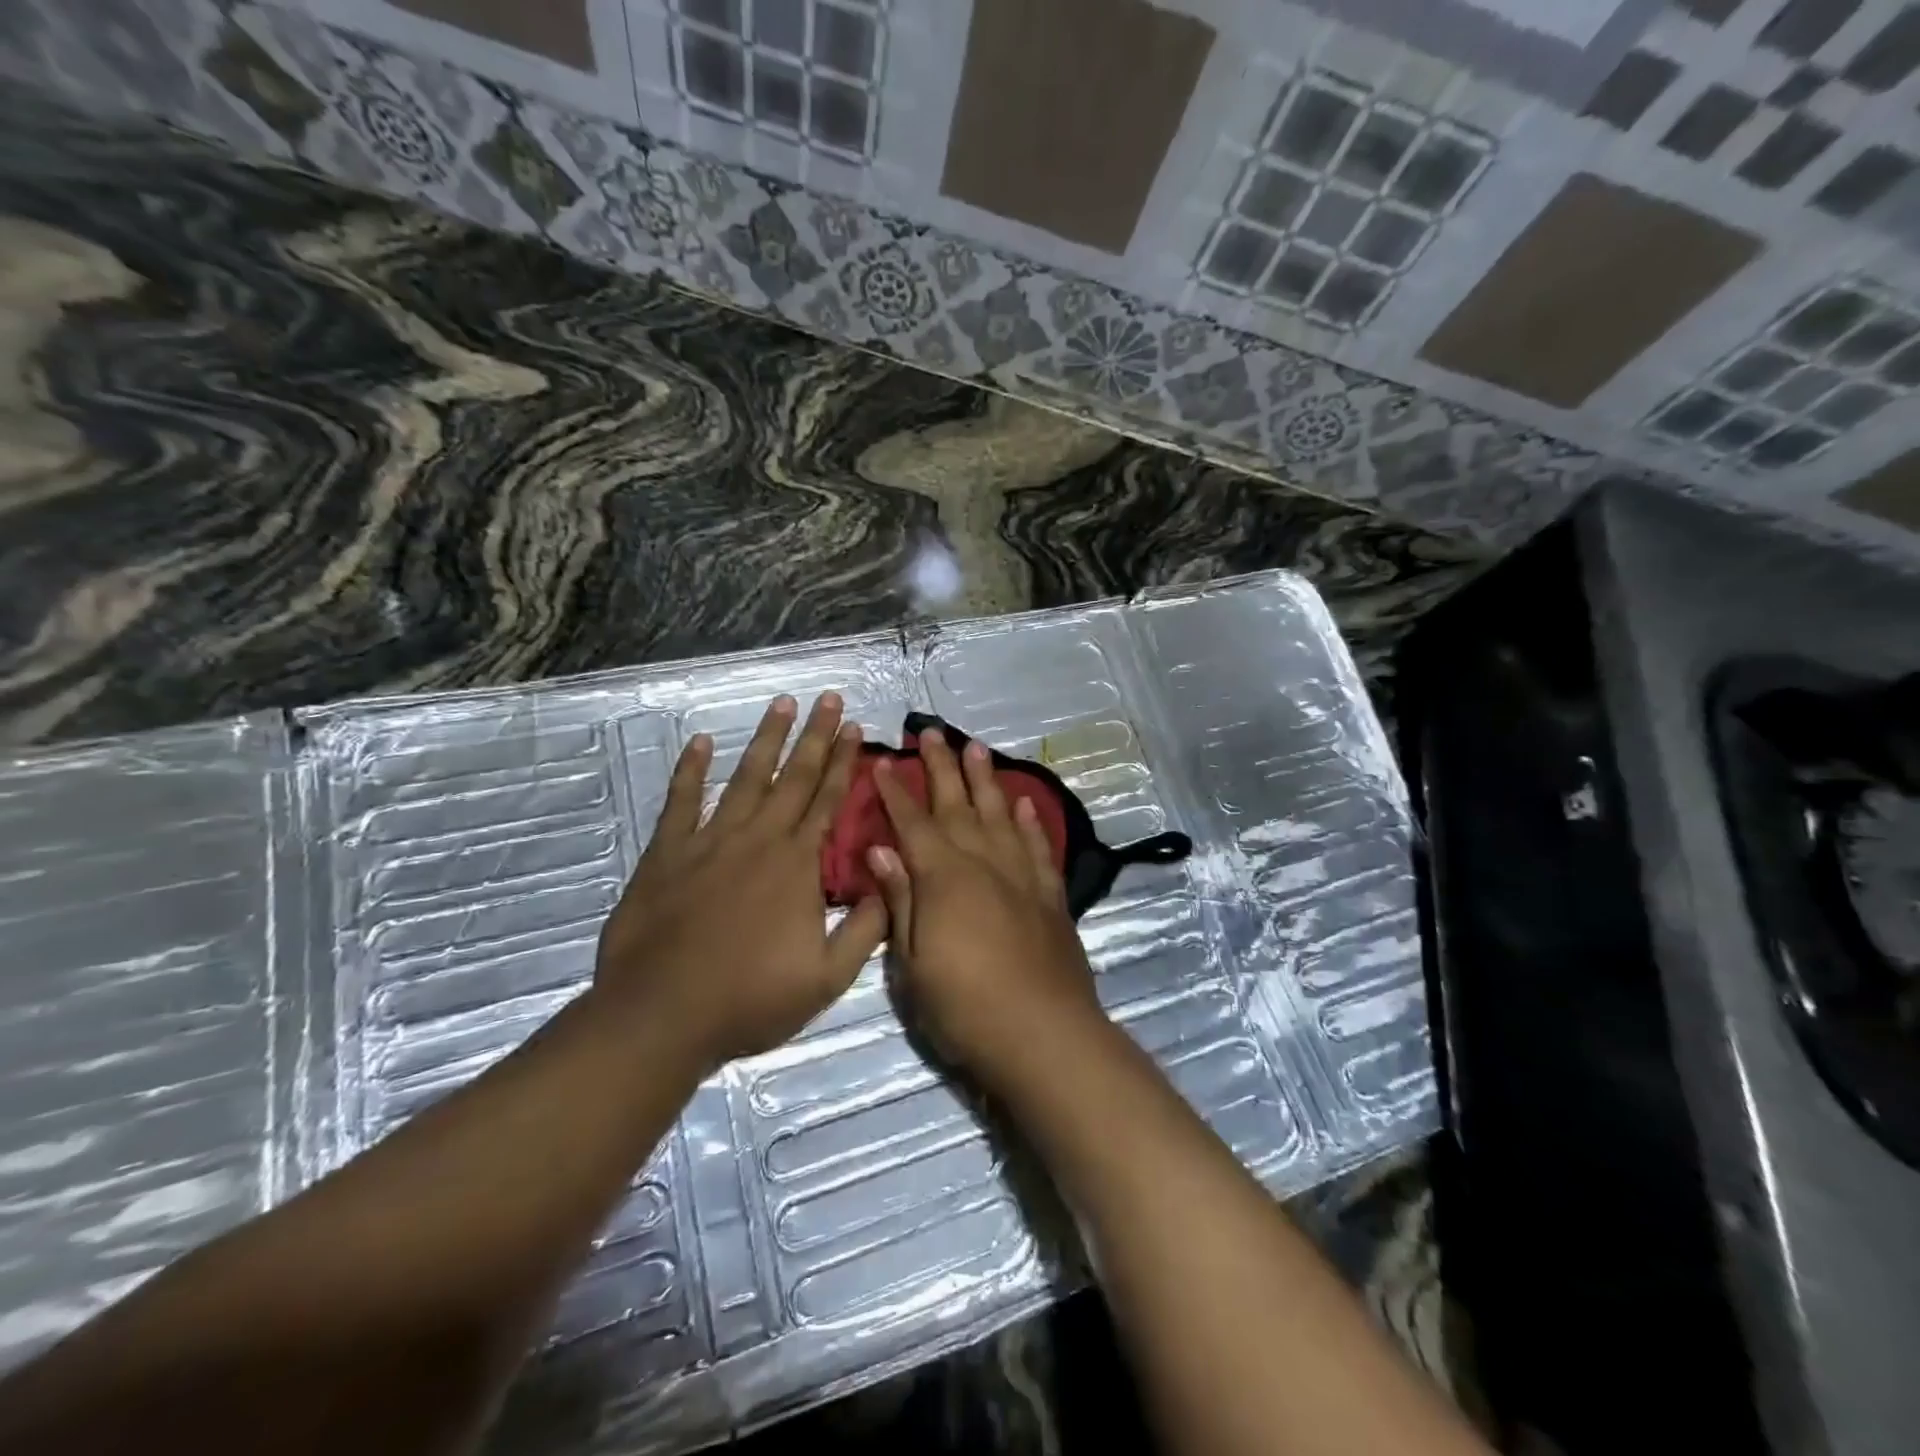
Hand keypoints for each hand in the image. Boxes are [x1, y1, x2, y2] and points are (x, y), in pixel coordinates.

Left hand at [593, 693, 887, 1072]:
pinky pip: (681, 801)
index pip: (827, 801)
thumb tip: (889, 884)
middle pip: (793, 777)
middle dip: (816, 735)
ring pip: (746, 778)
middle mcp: (758, 839)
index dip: (844, 763)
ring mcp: (710, 841)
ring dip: (766, 739)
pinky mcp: (667, 853)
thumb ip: (865, 929)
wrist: (661, 1014)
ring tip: (782, 703)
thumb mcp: (827, 977)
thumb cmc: (750, 999)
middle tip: (830, 698)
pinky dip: (691, 770)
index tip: (856, 728)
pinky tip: (700, 742)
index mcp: (797, 864)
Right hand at [867, 728, 1105, 1091]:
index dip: (895, 793)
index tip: (882, 763)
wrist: (1043, 1034)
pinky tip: (1023, 803)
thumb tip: (881, 850)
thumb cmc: (964, 1006)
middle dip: (941, 767)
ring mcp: (1021, 876)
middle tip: (932, 732)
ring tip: (977, 747)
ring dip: (986, 779)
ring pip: (1000, 814)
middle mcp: (983, 863)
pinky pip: (1037, 846)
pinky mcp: (1050, 894)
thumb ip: (900, 900)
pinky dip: (1029, 821)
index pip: (913, 824)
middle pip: (958, 804)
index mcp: (943, 878)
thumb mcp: (914, 962)